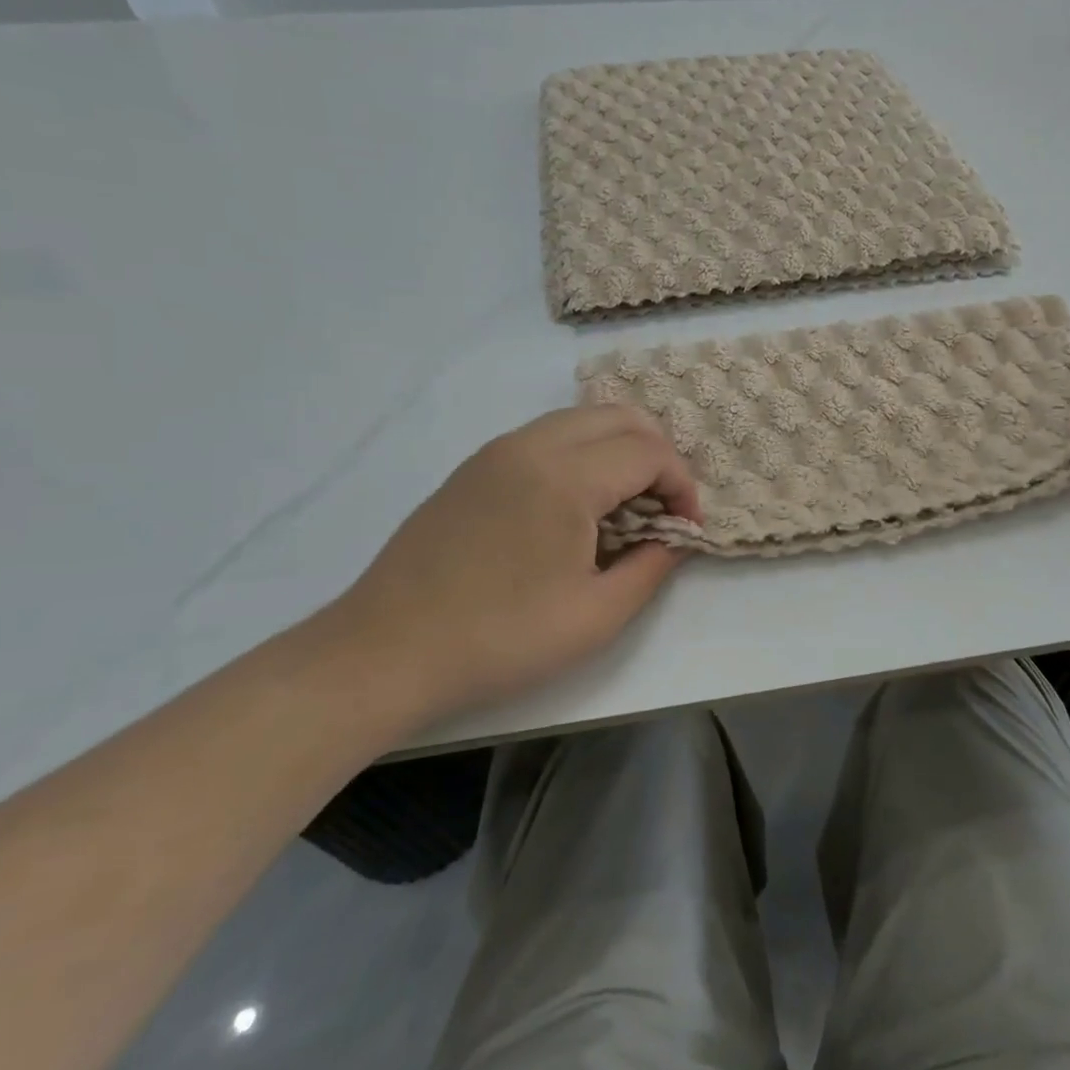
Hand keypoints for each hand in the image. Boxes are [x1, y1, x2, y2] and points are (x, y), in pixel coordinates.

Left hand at [332, 404, 700, 718]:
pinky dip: (580, 454)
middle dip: (657, 455)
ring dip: (618, 450)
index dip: (682, 486)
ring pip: (581, 420)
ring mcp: (497, 451)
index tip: (685, 529)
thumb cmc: (499, 639)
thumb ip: (651, 568)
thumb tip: (674, 539)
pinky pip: (546, 436)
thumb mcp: (595, 617)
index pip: (650, 453)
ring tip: (623, 506)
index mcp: (566, 477)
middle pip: (620, 417)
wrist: (384, 653)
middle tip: (662, 507)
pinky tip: (574, 507)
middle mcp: (532, 445)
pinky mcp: (474, 467)